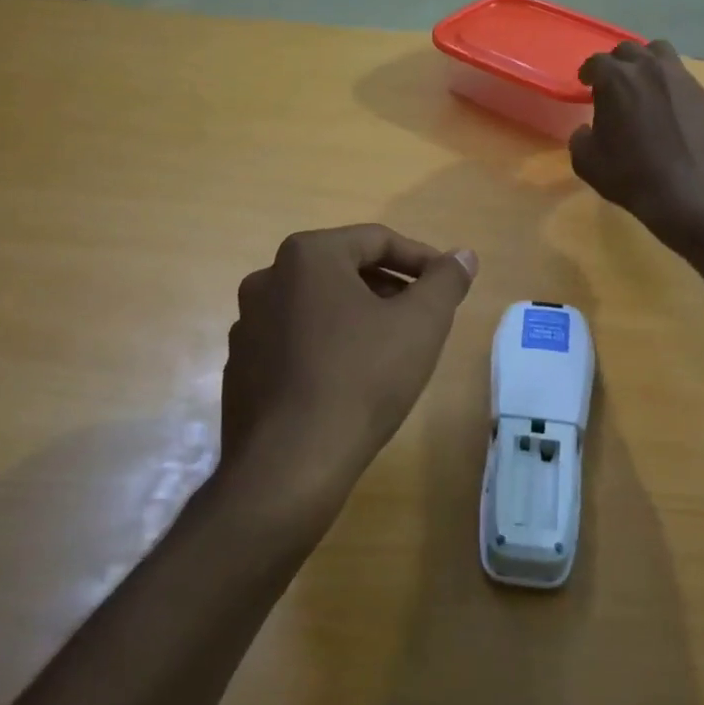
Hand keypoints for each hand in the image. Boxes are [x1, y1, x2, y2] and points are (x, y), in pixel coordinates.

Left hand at [221, 224, 477, 518]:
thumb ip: (446, 281)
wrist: (288, 465)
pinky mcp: (240, 366)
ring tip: (392, 349)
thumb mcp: (421, 324)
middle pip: (345, 269)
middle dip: (390, 288)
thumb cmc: (362, 378)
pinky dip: (327, 345)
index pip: (377, 239)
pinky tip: (350, 379)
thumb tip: (463, 255)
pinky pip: (294, 339)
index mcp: (307, 256)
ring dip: (359, 316)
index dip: (422, 259)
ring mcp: (247, 324)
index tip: (448, 285)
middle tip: (423, 317)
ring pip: (318, 305)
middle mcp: (268, 278)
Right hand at [571, 39, 703, 236]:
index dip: (588, 73)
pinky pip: (681, 77)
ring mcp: (680, 78)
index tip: (586, 84)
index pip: (596, 62)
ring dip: (647, 63)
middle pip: (628, 50)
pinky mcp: (703, 94)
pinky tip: (668, 108)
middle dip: (617, 64)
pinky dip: (670, 85)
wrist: (689, 191)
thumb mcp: (587, 162)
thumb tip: (586, 130)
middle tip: (614, 85)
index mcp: (616, 79)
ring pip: (660, 53)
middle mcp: (648, 68)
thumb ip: (580, 138)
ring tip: (644, 85)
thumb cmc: (631, 175)